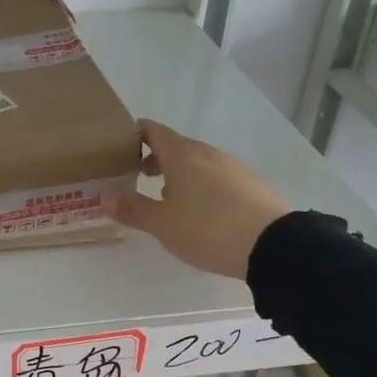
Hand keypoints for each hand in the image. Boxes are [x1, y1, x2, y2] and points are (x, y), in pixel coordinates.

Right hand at [106, 119, 290, 279]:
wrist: (274, 245)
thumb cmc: (208, 229)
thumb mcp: (162, 224)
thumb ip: (132, 208)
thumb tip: (103, 196)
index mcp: (182, 156)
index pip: (154, 131)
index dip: (137, 133)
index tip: (121, 143)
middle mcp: (207, 154)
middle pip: (176, 146)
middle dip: (156, 157)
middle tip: (137, 173)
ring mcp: (232, 167)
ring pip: (198, 162)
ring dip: (179, 172)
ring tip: (166, 196)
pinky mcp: (251, 184)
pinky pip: (217, 176)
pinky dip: (201, 184)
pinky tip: (200, 208)